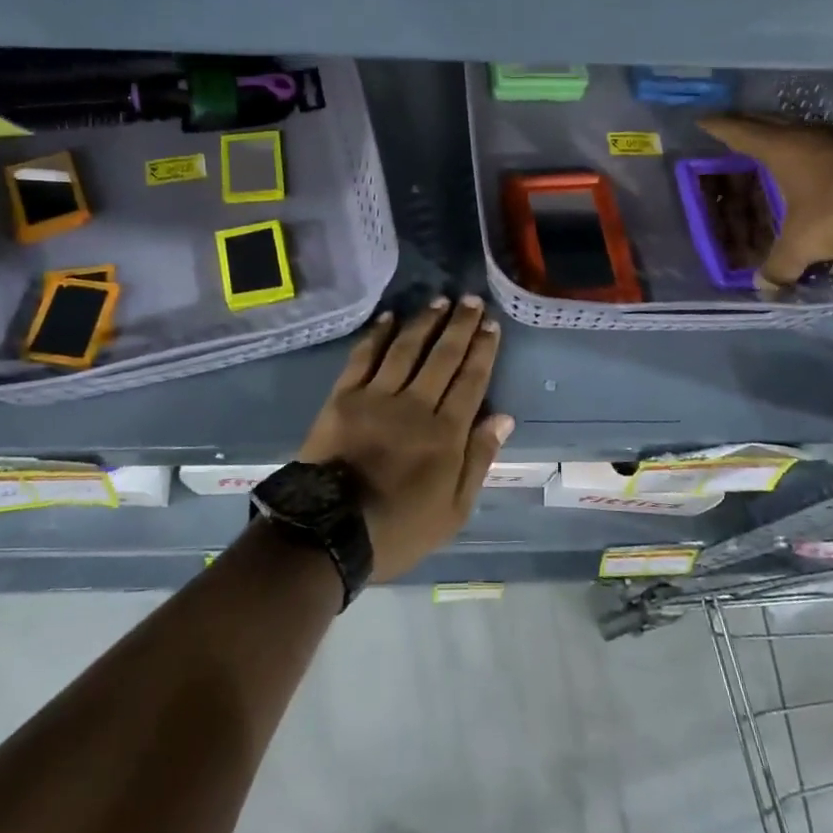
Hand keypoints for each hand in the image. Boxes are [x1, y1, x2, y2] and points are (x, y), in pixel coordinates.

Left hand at [297, 296, 513, 581]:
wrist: (328, 532)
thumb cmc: (398, 528)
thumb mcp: (453, 511)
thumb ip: (478, 460)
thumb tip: (503, 418)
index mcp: (445, 433)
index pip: (471, 381)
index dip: (482, 351)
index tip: (490, 325)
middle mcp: (415, 404)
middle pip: (443, 357)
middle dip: (459, 326)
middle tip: (470, 300)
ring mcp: (376, 396)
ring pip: (407, 348)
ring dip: (425, 321)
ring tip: (439, 300)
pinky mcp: (343, 396)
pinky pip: (364, 357)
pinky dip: (378, 334)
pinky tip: (389, 317)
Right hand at [699, 114, 832, 286]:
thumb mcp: (805, 244)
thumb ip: (780, 266)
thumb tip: (764, 289)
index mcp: (783, 149)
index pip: (740, 131)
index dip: (718, 126)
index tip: (702, 119)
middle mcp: (809, 134)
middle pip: (768, 121)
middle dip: (746, 123)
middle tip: (729, 128)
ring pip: (801, 128)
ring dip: (783, 132)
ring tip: (770, 143)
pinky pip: (827, 141)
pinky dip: (812, 147)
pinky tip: (818, 161)